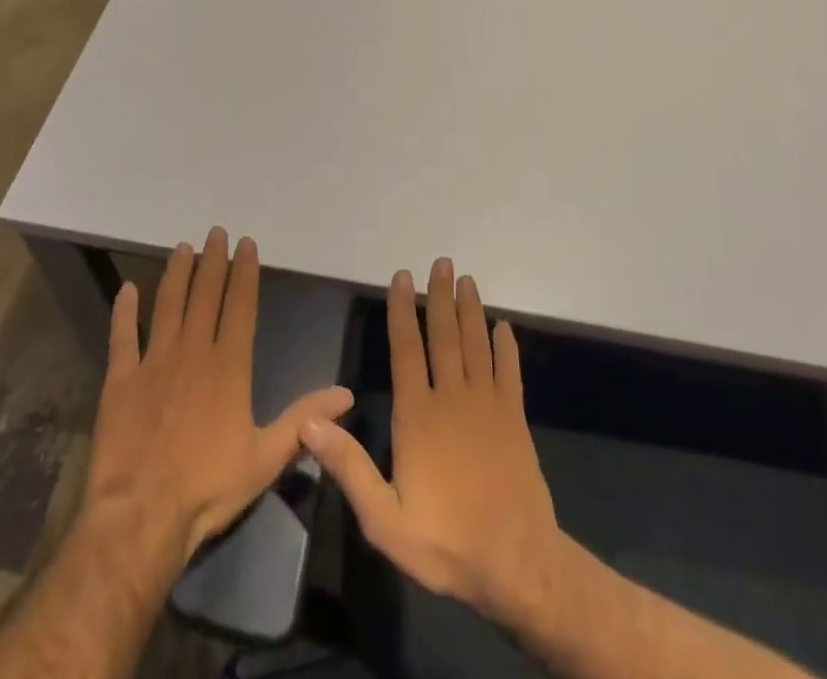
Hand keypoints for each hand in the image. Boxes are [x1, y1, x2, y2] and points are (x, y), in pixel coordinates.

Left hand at [83, 227, 353, 566]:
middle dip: (212, 261)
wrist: (141, 517)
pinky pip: (122, 336)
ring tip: (181, 248)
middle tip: (215, 232)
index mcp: (229, 366)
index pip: (240, 305)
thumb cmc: (208, 487)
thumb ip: (304, 420)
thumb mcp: (266, 457)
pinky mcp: (120, 380)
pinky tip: (126, 289)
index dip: (244, 272)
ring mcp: (154, 362)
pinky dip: (124, 311)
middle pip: (205, 295)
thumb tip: (346, 394)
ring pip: (167, 305)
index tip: (246, 243)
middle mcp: (193, 352)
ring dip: (176, 274)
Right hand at [302, 258, 561, 620]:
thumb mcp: (385, 519)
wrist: (517, 564)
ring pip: (476, 344)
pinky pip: (510, 372)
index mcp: (417, 415)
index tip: (403, 277)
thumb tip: (309, 423)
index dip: (403, 310)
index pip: (406, 349)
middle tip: (442, 262)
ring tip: (467, 279)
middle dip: (440, 296)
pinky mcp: (515, 418)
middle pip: (444, 335)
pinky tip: (504, 326)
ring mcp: (487, 405)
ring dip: (471, 309)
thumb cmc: (446, 542)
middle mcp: (452, 397)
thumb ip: (349, 467)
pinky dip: (507, 347)